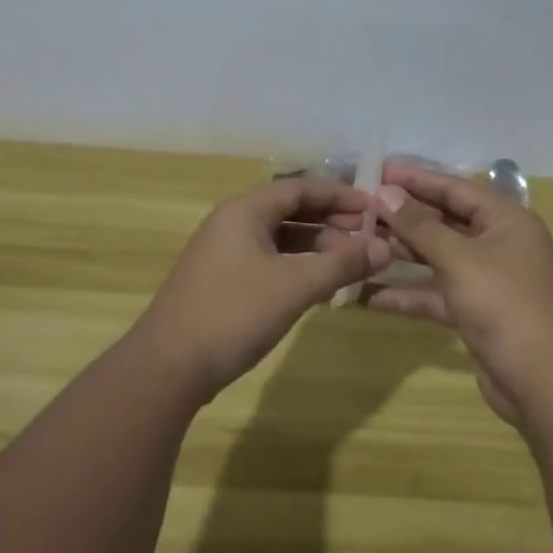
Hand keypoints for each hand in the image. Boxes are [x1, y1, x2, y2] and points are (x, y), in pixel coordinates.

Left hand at [134, 176, 392, 400]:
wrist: (169, 365)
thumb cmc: (234, 313)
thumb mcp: (294, 286)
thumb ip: (340, 265)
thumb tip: (384, 248)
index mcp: (244, 211)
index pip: (299, 188)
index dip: (339, 195)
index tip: (373, 208)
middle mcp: (232, 223)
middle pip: (289, 210)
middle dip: (330, 221)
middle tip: (367, 236)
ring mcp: (223, 253)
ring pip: (278, 238)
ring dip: (315, 246)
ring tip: (350, 262)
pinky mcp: (221, 281)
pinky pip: (267, 260)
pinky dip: (296, 266)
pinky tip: (318, 285)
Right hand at [367, 161, 552, 426]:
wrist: (545, 385)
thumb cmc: (506, 306)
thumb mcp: (459, 260)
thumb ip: (420, 225)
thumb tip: (386, 192)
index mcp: (506, 220)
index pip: (455, 188)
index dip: (416, 178)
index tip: (377, 169)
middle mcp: (499, 244)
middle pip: (444, 220)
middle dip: (404, 216)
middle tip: (360, 207)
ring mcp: (487, 280)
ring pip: (437, 257)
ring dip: (401, 252)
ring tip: (358, 243)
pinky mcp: (475, 312)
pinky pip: (436, 292)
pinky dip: (407, 293)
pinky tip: (367, 295)